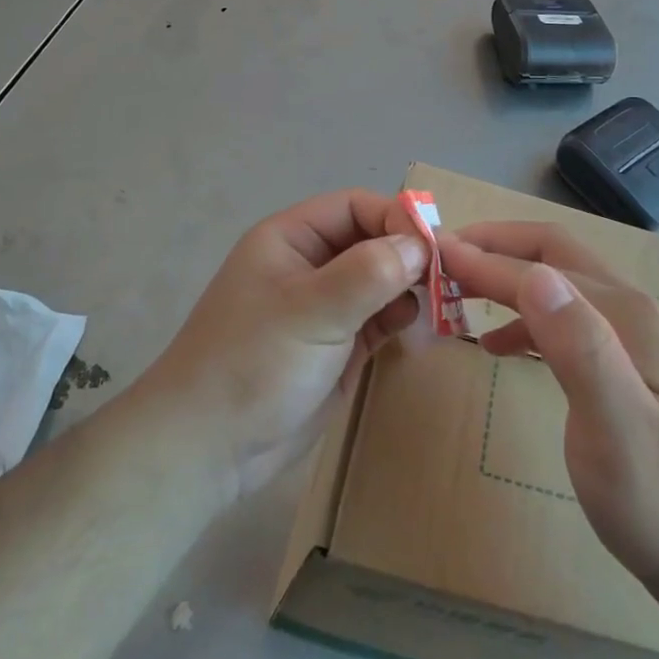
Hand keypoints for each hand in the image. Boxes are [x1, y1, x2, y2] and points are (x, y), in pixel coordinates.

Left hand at [140, 191, 426, 502]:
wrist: (208, 451)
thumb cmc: (253, 365)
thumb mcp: (311, 311)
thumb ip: (368, 273)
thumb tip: (421, 243)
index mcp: (291, 239)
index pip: (355, 207)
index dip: (396, 219)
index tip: (436, 247)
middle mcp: (310, 266)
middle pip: (372, 241)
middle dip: (410, 255)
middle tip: (451, 277)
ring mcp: (324, 308)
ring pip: (380, 280)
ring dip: (410, 287)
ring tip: (440, 305)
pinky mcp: (337, 346)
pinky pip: (379, 318)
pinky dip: (401, 318)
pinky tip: (418, 331)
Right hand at [439, 223, 658, 590]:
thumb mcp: (617, 428)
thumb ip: (580, 348)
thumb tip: (534, 275)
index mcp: (625, 314)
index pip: (540, 268)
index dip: (483, 259)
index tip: (431, 254)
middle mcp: (629, 310)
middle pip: (553, 254)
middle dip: (496, 249)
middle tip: (441, 260)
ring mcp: (629, 336)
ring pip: (558, 284)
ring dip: (506, 279)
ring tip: (456, 294)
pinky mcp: (623, 364)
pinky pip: (566, 320)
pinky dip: (525, 318)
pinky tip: (498, 345)